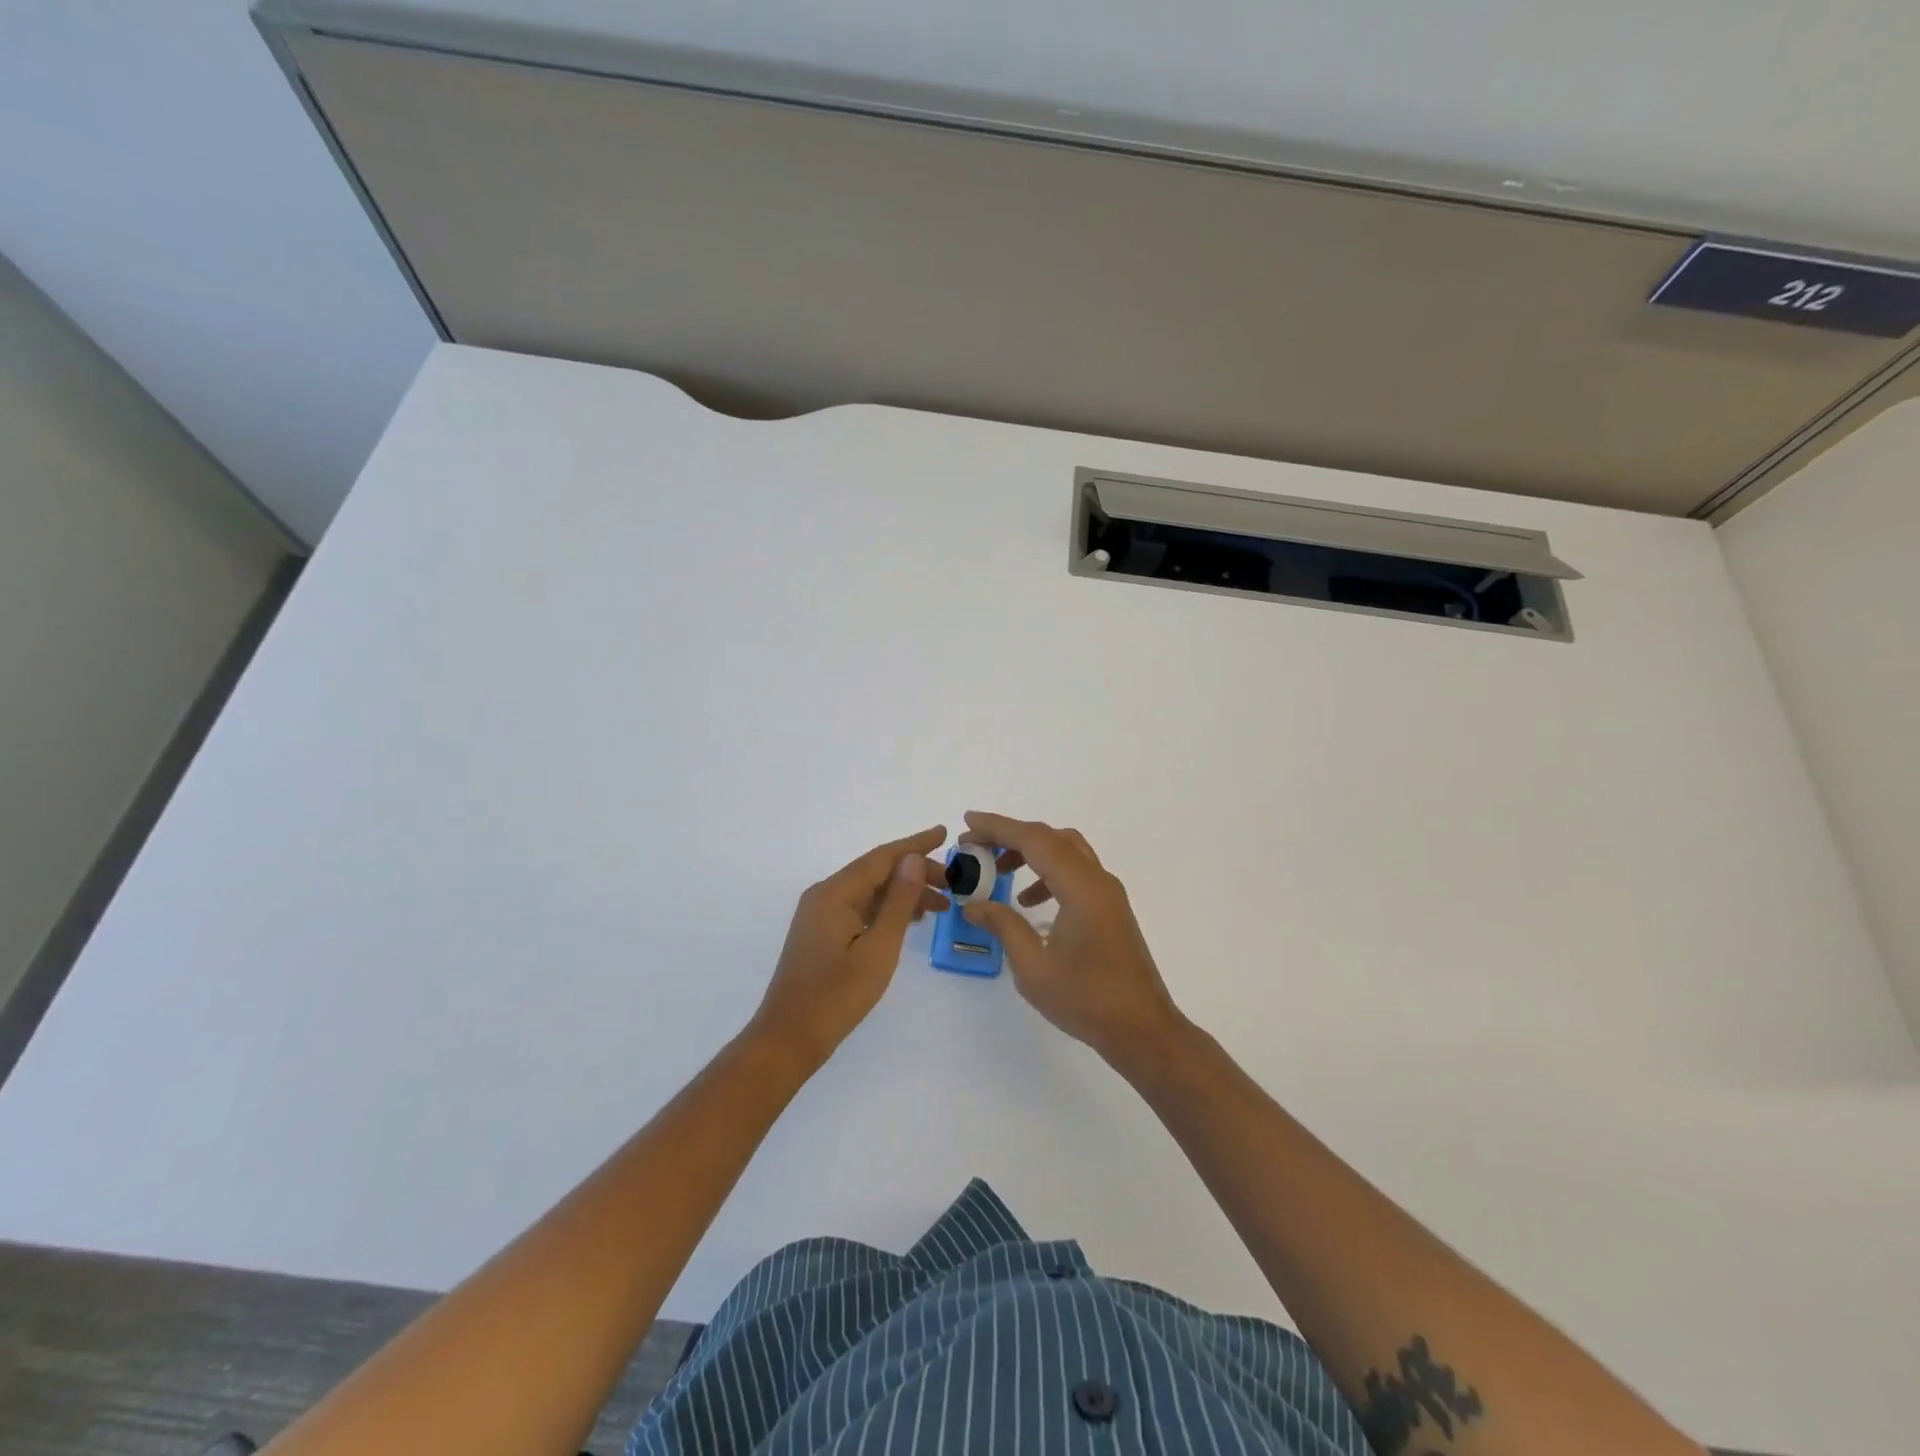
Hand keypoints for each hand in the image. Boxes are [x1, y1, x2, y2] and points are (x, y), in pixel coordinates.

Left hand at [751, 827, 952, 1062]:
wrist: (789, 1038)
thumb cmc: (837, 995)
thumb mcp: (878, 948)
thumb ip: (898, 901)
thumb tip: (913, 859)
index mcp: (836, 892)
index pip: (882, 857)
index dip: (915, 844)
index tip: (944, 833)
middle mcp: (825, 894)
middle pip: (876, 871)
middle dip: (914, 871)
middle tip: (953, 883)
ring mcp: (820, 914)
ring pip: (869, 891)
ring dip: (903, 892)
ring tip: (941, 903)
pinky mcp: (821, 933)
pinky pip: (859, 907)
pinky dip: (886, 909)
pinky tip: (910, 919)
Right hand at [957, 812, 1182, 1059]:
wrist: (1143, 1030)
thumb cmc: (1087, 1000)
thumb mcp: (1033, 967)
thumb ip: (1003, 926)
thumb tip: (973, 903)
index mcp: (1081, 888)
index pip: (1035, 841)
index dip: (998, 827)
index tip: (968, 822)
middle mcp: (1098, 880)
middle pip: (1051, 838)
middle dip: (1011, 835)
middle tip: (976, 845)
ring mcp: (1108, 894)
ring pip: (1066, 852)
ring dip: (1030, 853)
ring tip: (997, 871)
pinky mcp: (1110, 909)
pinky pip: (1076, 873)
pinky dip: (1047, 874)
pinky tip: (1028, 902)